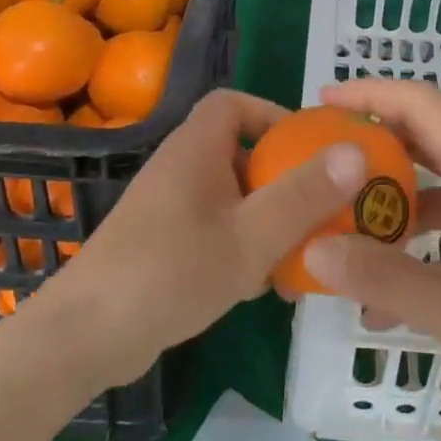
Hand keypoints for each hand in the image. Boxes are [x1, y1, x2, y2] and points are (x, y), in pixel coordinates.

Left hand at [27, 89, 366, 393]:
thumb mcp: (250, 236)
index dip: (273, 115)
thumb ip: (303, 194)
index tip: (309, 149)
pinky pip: (214, 229)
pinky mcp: (162, 244)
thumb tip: (354, 150)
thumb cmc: (171, 273)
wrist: (86, 337)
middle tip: (319, 209)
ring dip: (266, 219)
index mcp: (196, 149)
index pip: (233, 103)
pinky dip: (242, 245)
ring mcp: (168, 208)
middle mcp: (180, 169)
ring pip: (231, 197)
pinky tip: (262, 286)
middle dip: (282, 179)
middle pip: (239, 153)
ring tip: (301, 253)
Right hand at [301, 79, 440, 423]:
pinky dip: (423, 237)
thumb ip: (382, 278)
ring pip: (439, 183)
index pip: (418, 103)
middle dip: (372, 148)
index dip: (368, 93)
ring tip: (348, 233)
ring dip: (395, 202)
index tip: (320, 103)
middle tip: (323, 166)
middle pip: (425, 138)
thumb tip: (314, 250)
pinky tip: (396, 292)